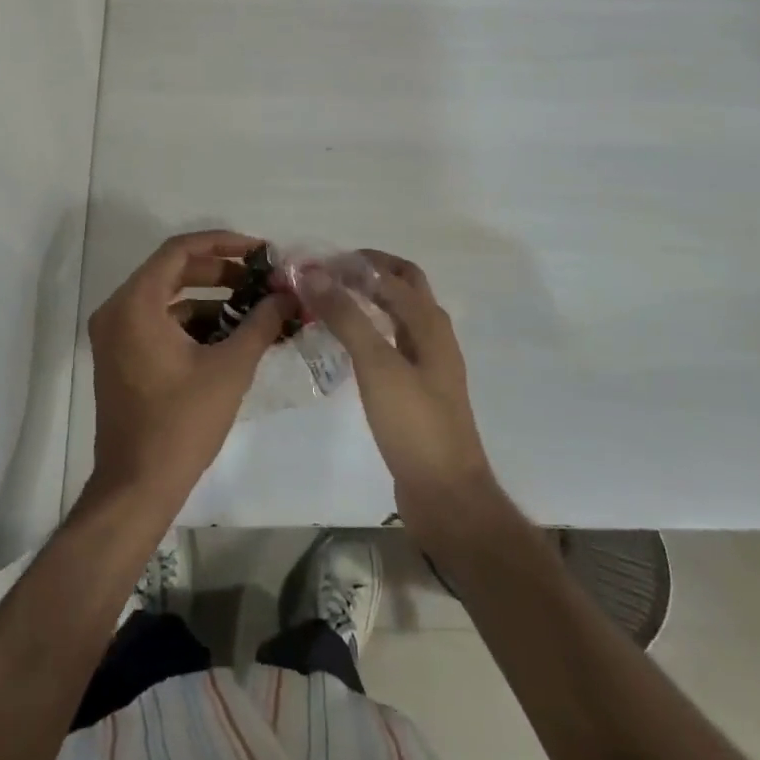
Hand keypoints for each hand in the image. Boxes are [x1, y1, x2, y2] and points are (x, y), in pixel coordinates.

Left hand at [86, 230, 288, 517]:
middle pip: (172, 270)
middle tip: (260, 279)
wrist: (137, 487)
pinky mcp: (120, 356)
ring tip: (254, 309)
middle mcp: (118, 310)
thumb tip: (287, 294)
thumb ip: (261, 322)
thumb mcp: (230, 368)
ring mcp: (115, 335)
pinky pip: (159, 322)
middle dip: (220, 272)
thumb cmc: (181, 423)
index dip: (222, 243)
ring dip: (210, 299)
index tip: (259, 251)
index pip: (180, 250)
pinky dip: (192, 323)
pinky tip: (230, 337)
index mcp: (136, 303)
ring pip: (167, 298)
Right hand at [298, 250, 498, 537]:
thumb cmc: (414, 424)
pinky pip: (392, 344)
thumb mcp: (377, 365)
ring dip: (368, 301)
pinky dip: (369, 331)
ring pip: (397, 316)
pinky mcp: (417, 390)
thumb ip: (346, 316)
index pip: (392, 274)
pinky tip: (345, 345)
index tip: (315, 264)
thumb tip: (313, 273)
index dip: (355, 263)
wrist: (446, 495)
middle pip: (402, 288)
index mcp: (430, 323)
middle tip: (326, 276)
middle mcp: (433, 336)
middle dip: (366, 274)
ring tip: (329, 303)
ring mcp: (428, 364)